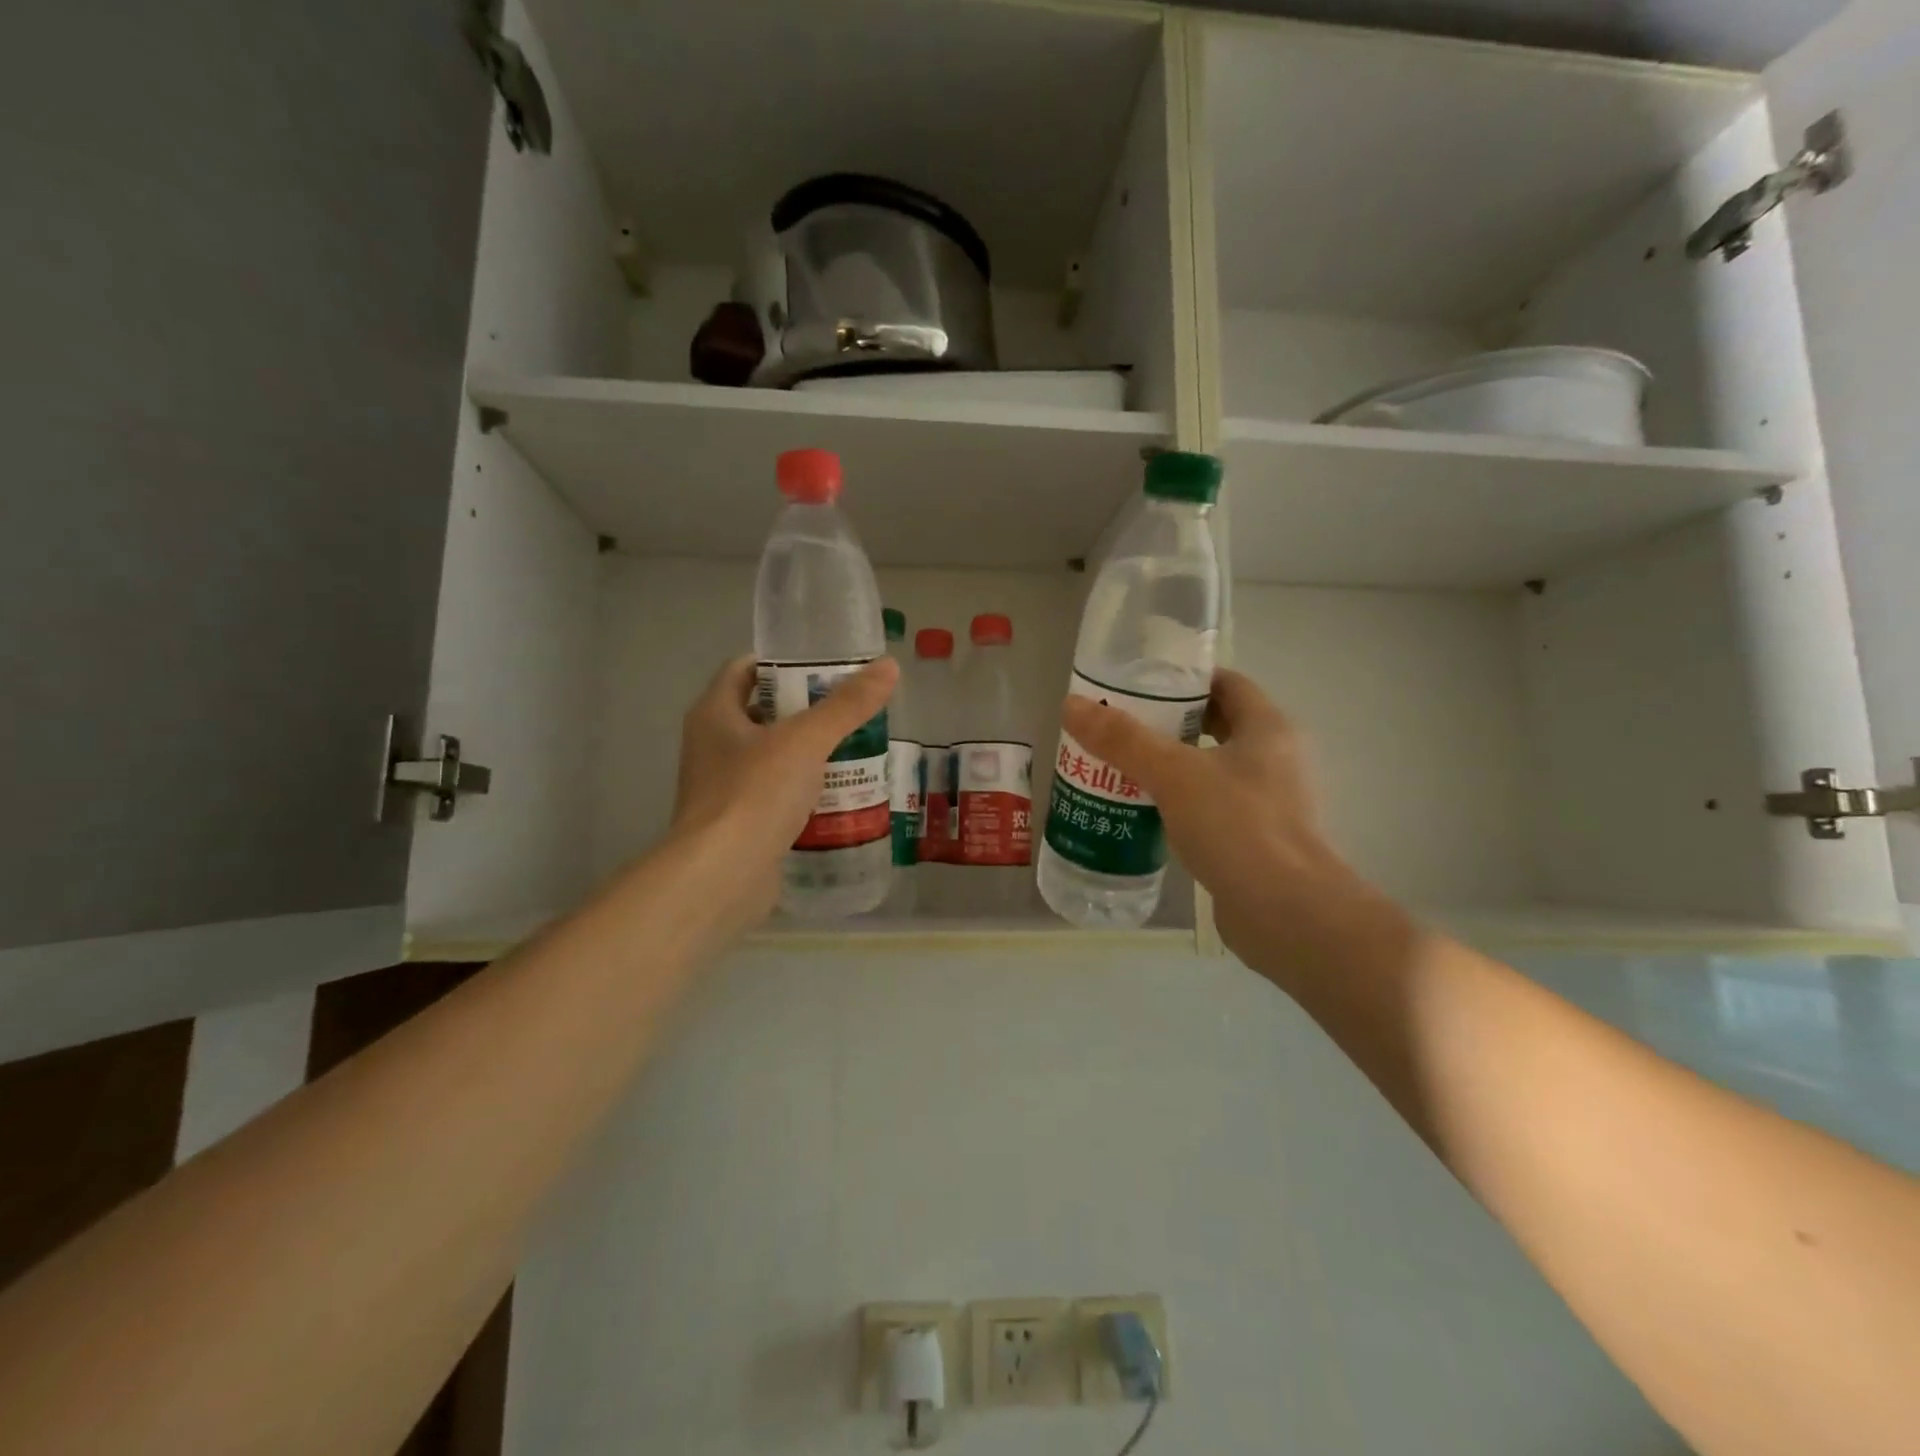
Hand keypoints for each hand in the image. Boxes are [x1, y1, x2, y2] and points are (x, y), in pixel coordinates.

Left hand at [669, 655, 898, 923]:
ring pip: (774, 757)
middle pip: (764, 713)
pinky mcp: (740, 824)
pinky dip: (806, 792)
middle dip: (808, 710)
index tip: (826, 666)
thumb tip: (889, 666)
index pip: (745, 669)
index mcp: (714, 714)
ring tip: (858, 748)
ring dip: (810, 753)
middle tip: (853, 709)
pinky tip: (842, 795)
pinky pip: (777, 796)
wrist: (721, 878)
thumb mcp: (806, 741)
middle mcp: (712, 746)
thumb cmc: (755, 794)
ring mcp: (724, 788)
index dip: (784, 662)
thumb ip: (847, 705)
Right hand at [1059, 669, 1379, 967]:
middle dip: (1168, 724)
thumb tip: (1072, 704)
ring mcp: (1270, 802)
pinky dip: (1180, 804)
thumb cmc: (1237, 826)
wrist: (1288, 914)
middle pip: (1216, 725)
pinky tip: (1144, 814)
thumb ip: (1122, 739)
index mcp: (1268, 728)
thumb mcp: (1173, 774)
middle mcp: (1275, 759)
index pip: (1226, 684)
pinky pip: (1213, 808)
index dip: (1184, 680)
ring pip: (1212, 769)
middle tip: (1120, 728)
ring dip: (1171, 766)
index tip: (1138, 686)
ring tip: (1120, 768)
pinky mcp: (1257, 840)